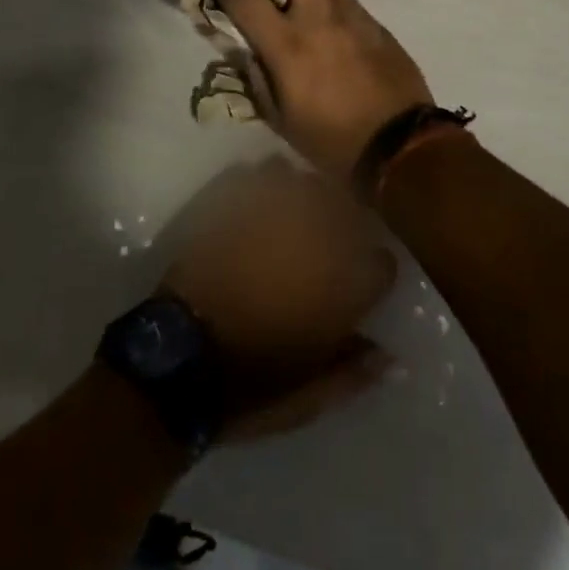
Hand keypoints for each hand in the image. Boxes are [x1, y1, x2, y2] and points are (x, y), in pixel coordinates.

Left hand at [161, 158, 397, 440]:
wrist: (178, 359)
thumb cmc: (250, 385)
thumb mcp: (310, 396)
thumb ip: (355, 371)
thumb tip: (390, 357)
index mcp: (344, 281)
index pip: (383, 262)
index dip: (372, 272)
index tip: (359, 281)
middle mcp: (318, 232)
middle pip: (347, 205)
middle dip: (342, 222)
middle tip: (323, 243)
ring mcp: (273, 207)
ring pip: (304, 179)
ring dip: (301, 195)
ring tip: (289, 216)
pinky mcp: (233, 196)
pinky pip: (258, 173)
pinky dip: (260, 184)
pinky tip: (255, 205)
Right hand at [209, 0, 433, 179]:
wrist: (399, 146)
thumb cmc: (332, 141)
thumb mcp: (281, 120)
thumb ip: (258, 78)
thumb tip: (247, 51)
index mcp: (286, 44)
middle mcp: (318, 17)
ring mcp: (352, 16)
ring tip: (309, 5)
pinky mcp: (377, 23)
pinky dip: (336, 3)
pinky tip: (338, 31)